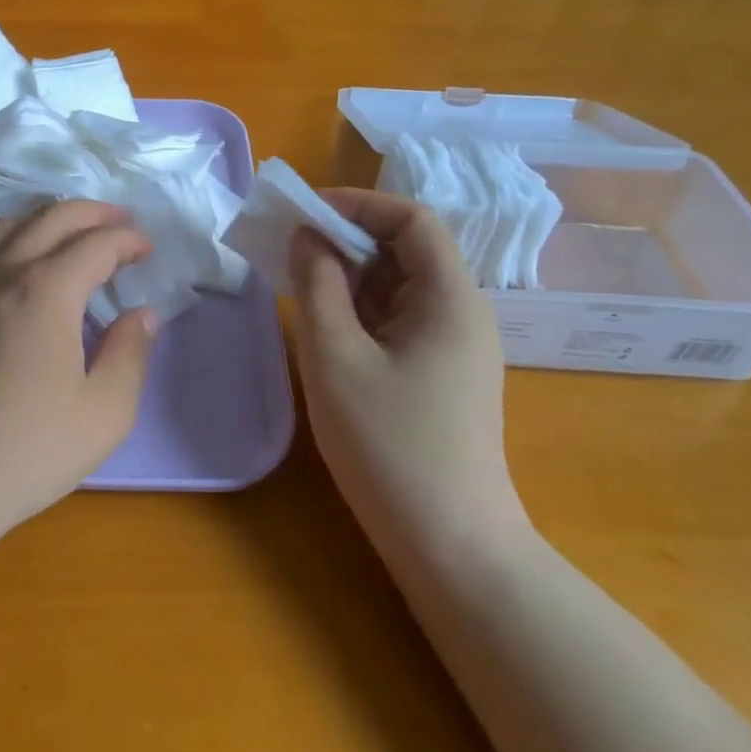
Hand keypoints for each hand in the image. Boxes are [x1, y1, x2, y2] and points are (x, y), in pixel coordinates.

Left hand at [0, 201, 158, 537]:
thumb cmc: (28, 448)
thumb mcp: (105, 412)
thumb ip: (131, 354)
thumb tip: (141, 314)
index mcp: (47, 290)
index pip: (96, 244)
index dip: (128, 240)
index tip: (148, 249)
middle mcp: (5, 273)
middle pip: (52, 217)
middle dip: (93, 213)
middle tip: (121, 223)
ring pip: (10, 225)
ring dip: (48, 218)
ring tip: (72, 235)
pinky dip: (16, 238)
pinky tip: (24, 267)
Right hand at [289, 189, 525, 544]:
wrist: (450, 548)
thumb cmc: (390, 446)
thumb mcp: (336, 357)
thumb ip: (317, 286)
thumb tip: (308, 237)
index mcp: (450, 298)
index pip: (412, 219)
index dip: (359, 204)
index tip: (306, 212)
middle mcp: (460, 312)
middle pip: (406, 249)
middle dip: (346, 237)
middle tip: (290, 246)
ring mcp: (453, 346)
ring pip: (398, 285)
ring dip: (349, 273)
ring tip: (298, 279)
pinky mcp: (439, 373)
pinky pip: (397, 319)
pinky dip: (359, 307)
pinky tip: (324, 323)